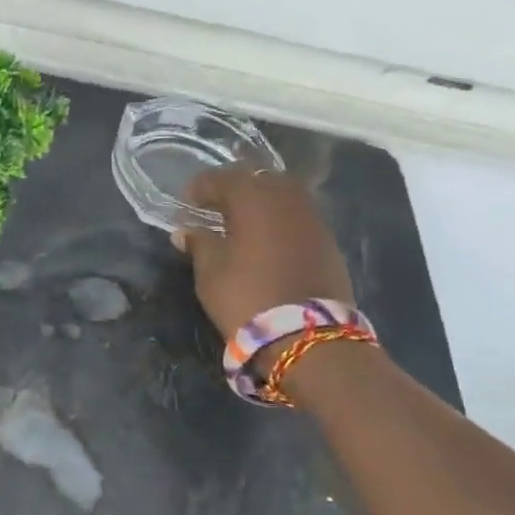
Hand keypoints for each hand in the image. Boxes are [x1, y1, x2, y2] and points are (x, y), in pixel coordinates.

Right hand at [176, 168, 353, 340]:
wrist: (308, 335)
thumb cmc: (247, 297)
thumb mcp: (211, 272)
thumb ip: (199, 244)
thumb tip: (186, 231)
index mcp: (254, 199)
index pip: (222, 179)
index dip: (200, 188)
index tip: (186, 202)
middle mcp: (287, 199)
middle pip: (258, 179)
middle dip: (234, 188)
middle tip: (215, 206)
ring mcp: (313, 219)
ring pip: (283, 195)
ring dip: (260, 202)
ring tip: (241, 222)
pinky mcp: (328, 241)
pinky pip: (298, 216)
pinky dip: (279, 220)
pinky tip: (267, 239)